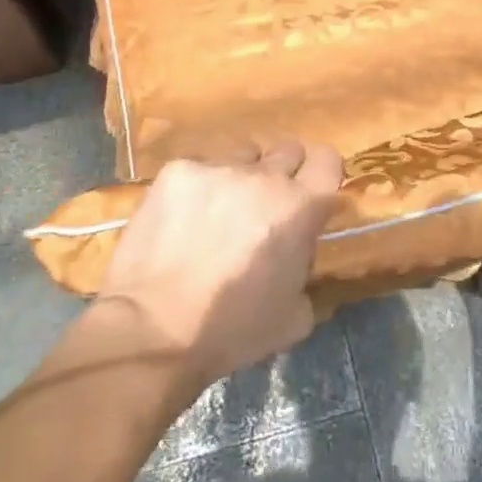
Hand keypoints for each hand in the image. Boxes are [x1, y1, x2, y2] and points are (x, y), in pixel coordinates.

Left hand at [95, 139, 342, 389]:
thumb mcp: (294, 316)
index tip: (309, 192)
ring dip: (239, 177)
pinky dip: (196, 189)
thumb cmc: (231, 331)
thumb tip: (296, 255)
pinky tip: (180, 220)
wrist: (153, 330)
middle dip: (282, 173)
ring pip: (240, 155)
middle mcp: (263, 176)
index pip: (327, 159)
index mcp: (299, 208)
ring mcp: (218, 168)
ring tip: (217, 211)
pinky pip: (198, 169)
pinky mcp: (177, 170)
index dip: (321, 173)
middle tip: (264, 205)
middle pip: (287, 150)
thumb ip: (305, 270)